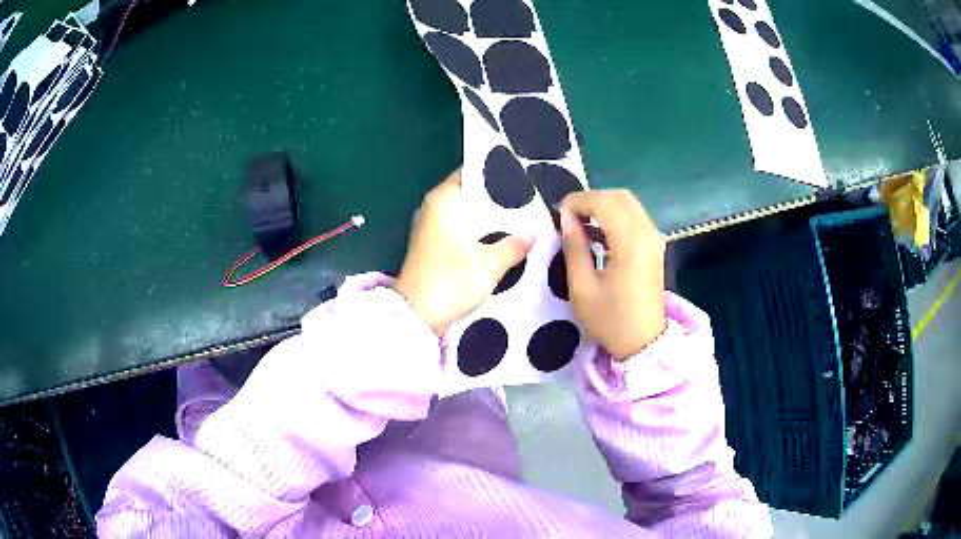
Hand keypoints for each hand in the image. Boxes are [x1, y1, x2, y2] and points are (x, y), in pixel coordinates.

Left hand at [393, 170, 532, 335]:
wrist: (417, 316)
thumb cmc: (452, 279)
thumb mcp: (491, 263)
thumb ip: (514, 244)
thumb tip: (532, 232)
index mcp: (443, 199)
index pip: (473, 174)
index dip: (497, 175)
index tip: (523, 178)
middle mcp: (433, 209)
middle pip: (471, 197)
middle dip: (497, 201)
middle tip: (530, 202)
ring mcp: (430, 230)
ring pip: (466, 217)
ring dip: (488, 221)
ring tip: (521, 221)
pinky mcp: (431, 249)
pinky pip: (460, 234)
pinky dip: (477, 236)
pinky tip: (500, 242)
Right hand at [558, 190, 666, 360]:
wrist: (643, 343)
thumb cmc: (610, 320)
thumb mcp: (582, 288)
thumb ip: (574, 247)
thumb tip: (567, 218)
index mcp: (630, 243)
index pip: (604, 203)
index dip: (578, 201)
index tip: (559, 214)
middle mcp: (647, 233)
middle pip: (619, 196)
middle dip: (591, 199)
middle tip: (569, 216)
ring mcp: (654, 239)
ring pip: (628, 204)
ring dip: (603, 206)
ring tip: (580, 224)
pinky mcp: (654, 246)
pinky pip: (635, 217)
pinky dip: (615, 216)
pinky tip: (598, 233)